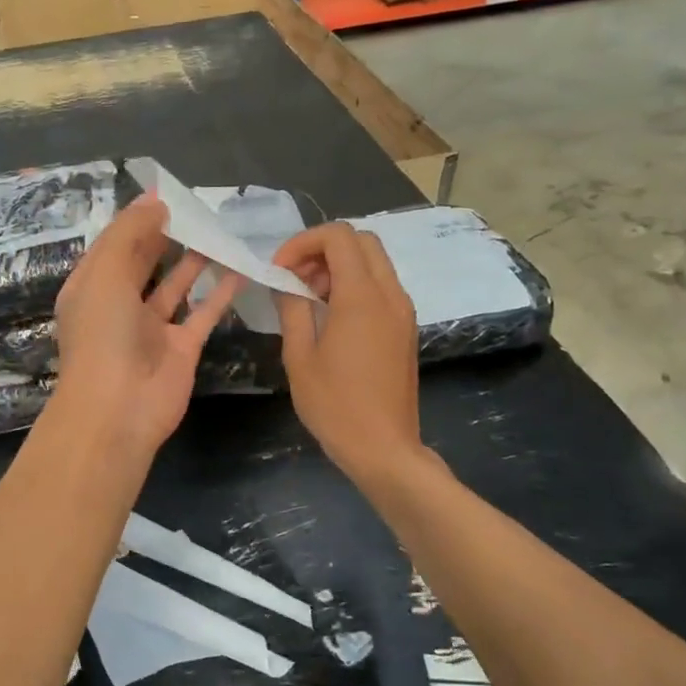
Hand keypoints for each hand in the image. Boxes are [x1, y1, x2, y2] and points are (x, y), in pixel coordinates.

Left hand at [52, 197, 238, 455]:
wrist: (118, 409)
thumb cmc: (102, 335)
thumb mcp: (105, 274)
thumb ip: (129, 235)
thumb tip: (154, 204)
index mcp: (92, 287)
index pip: (113, 245)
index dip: (136, 219)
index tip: (165, 194)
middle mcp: (120, 306)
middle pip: (144, 262)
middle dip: (166, 236)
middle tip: (197, 208)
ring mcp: (151, 329)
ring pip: (175, 286)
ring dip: (195, 260)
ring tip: (218, 230)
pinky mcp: (181, 348)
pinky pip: (203, 313)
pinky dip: (220, 292)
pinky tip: (238, 268)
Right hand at [271, 223, 422, 486]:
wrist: (384, 448)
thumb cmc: (335, 405)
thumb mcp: (299, 356)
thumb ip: (292, 309)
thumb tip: (285, 282)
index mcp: (362, 297)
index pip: (339, 237)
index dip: (303, 242)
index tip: (280, 269)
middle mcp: (390, 295)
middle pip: (362, 242)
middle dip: (323, 249)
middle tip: (295, 278)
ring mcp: (403, 312)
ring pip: (374, 263)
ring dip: (339, 267)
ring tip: (308, 298)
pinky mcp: (406, 329)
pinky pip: (382, 287)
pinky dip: (355, 286)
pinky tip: (330, 317)